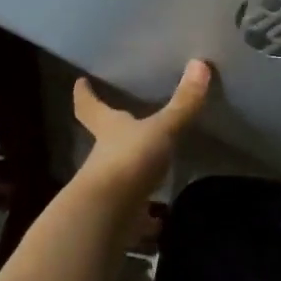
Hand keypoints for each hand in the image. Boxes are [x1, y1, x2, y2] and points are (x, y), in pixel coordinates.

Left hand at [70, 59, 211, 204]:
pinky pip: (133, 209)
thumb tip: (200, 63)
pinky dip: (144, 212)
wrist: (107, 216)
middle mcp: (103, 155)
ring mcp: (108, 186)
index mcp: (108, 128)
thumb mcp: (162, 129)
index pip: (90, 106)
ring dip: (129, 169)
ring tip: (148, 166)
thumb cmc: (130, 160)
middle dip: (108, 131)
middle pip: (102, 138)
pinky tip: (157, 217)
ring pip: (117, 172)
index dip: (86, 94)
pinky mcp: (118, 214)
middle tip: (118, 119)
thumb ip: (182, 104)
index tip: (80, 82)